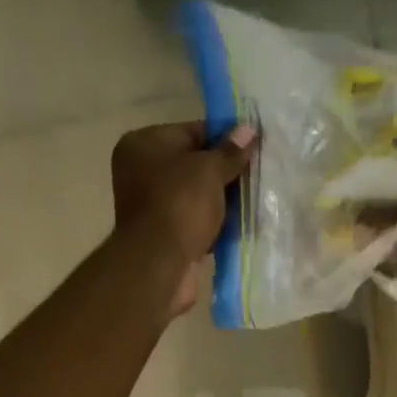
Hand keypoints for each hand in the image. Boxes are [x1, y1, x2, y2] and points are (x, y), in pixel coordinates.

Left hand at [110, 121, 255, 315]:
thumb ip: (230, 151)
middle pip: (193, 165)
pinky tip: (237, 226)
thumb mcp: (210, 170)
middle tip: (255, 175)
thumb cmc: (180, 205)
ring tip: (252, 200)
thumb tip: (248, 130)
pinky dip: (213, 224)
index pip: (191, 131)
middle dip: (224, 172)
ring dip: (221, 201)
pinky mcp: (163, 236)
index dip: (224, 139)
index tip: (251, 148)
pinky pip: (194, 222)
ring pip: (196, 196)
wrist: (159, 265)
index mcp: (144, 144)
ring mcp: (151, 207)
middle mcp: (142, 172)